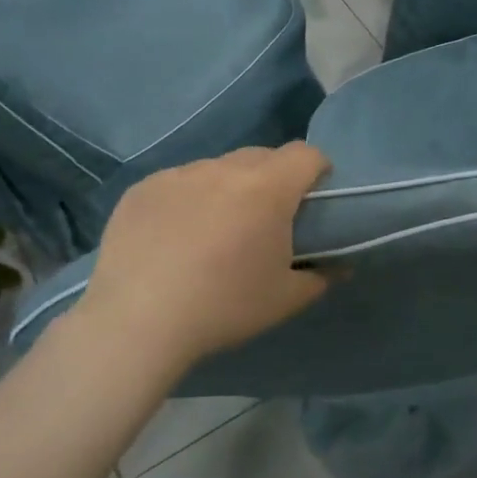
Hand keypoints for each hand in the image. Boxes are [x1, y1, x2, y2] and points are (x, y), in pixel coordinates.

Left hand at [74, 143, 332, 373]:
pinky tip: (174, 237)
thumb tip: (339, 267)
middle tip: (266, 218)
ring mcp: (178, 175)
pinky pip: (178, 182)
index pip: (305, 154)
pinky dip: (188, 199)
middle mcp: (223, 169)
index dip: (317, 170)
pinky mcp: (142, 189)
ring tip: (215, 229)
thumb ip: (320, 276)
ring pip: (217, 168)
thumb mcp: (285, 299)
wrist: (138, 323)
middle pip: (261, 156)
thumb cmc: (225, 307)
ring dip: (228, 187)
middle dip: (273, 177)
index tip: (313, 197)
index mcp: (267, 188)